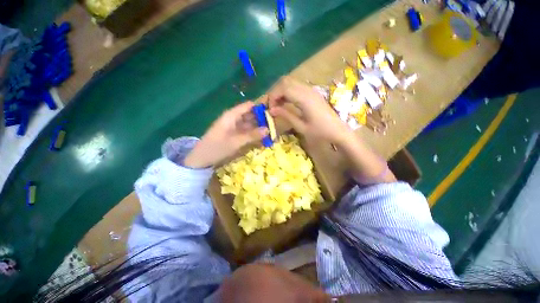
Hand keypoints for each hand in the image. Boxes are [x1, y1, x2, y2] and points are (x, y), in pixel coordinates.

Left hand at [184, 102, 267, 168]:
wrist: (202, 158)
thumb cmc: (217, 147)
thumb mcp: (236, 142)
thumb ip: (252, 135)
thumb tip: (268, 129)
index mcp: (231, 115)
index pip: (248, 106)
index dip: (260, 107)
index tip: (273, 113)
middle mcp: (234, 118)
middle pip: (250, 114)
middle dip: (261, 119)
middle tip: (275, 125)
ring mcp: (234, 126)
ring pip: (249, 123)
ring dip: (258, 127)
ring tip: (271, 131)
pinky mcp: (234, 134)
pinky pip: (246, 131)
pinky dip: (253, 133)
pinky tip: (262, 137)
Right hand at [267, 76, 352, 143]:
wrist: (339, 131)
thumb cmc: (321, 132)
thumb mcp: (301, 127)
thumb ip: (286, 115)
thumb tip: (271, 110)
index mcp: (305, 99)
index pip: (283, 88)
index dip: (273, 97)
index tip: (270, 109)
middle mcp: (308, 90)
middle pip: (286, 81)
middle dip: (275, 92)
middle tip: (272, 106)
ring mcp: (311, 90)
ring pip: (290, 82)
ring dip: (281, 92)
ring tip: (278, 106)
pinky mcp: (312, 93)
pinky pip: (296, 87)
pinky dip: (288, 93)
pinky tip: (286, 103)